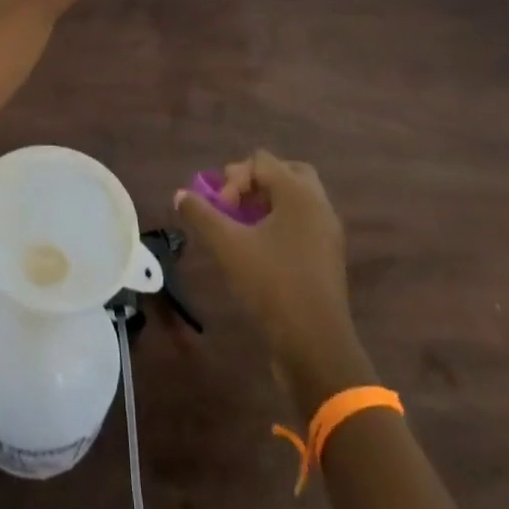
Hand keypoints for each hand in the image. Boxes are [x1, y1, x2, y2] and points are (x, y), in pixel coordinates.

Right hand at [175, 151, 351, 364]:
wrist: (316, 346)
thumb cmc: (272, 285)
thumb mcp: (227, 246)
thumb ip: (201, 214)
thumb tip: (180, 195)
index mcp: (298, 193)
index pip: (261, 161)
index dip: (234, 179)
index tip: (221, 209)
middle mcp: (318, 204)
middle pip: (285, 173)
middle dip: (255, 183)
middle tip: (234, 204)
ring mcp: (328, 232)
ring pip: (296, 199)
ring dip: (268, 203)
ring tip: (242, 226)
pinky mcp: (328, 257)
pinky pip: (303, 222)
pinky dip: (281, 223)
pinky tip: (260, 248)